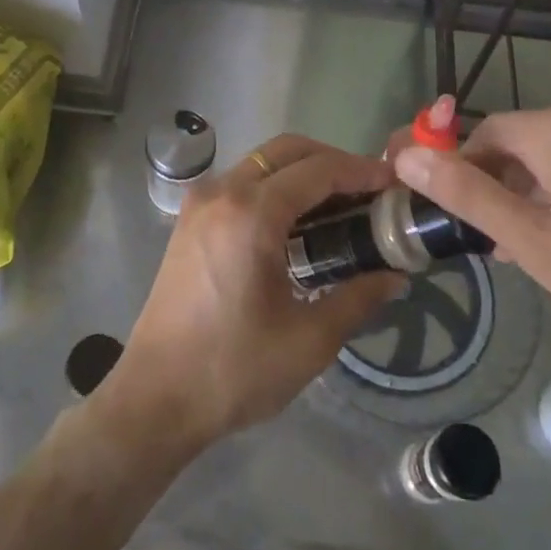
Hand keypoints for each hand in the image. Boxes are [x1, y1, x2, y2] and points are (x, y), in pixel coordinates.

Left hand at [98, 135, 404, 459]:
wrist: (155, 398)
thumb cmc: (233, 370)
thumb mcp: (309, 340)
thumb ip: (357, 298)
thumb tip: (395, 277)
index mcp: (251, 214)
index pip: (317, 171)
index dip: (360, 171)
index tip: (393, 181)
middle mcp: (222, 193)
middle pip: (286, 151)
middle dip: (331, 161)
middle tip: (368, 190)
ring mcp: (200, 204)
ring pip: (261, 163)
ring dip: (302, 172)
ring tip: (340, 205)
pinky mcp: (189, 221)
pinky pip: (240, 183)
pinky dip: (274, 186)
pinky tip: (297, 223)